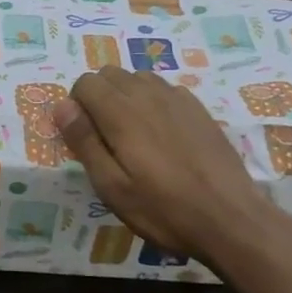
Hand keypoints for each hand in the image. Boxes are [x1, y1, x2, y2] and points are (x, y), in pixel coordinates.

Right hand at [54, 68, 283, 267]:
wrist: (230, 219)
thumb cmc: (163, 209)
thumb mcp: (111, 186)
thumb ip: (84, 142)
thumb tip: (62, 106)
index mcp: (121, 112)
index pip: (85, 82)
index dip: (77, 106)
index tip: (84, 136)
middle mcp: (148, 95)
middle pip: (110, 73)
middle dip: (98, 96)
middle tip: (105, 137)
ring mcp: (177, 99)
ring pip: (138, 77)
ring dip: (125, 96)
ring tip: (132, 134)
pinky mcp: (199, 109)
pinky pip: (165, 89)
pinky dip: (153, 101)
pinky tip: (162, 134)